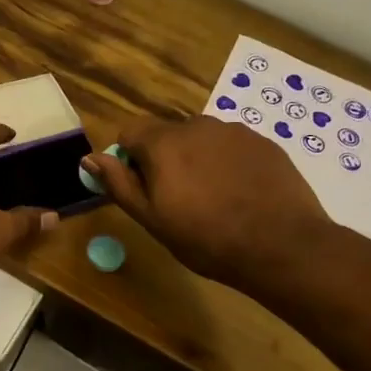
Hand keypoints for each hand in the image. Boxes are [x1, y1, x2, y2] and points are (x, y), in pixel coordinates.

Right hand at [84, 116, 329, 289]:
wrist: (281, 245)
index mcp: (164, 143)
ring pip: (201, 140)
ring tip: (213, 199)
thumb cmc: (205, 237)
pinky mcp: (264, 142)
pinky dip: (227, 164)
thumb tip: (89, 158)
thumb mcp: (151, 218)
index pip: (130, 131)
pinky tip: (240, 195)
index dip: (129, 159)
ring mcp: (235, 131)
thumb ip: (119, 184)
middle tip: (178, 200)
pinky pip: (232, 147)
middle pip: (166, 134)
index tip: (143, 188)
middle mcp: (197, 125)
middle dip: (164, 159)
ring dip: (196, 160)